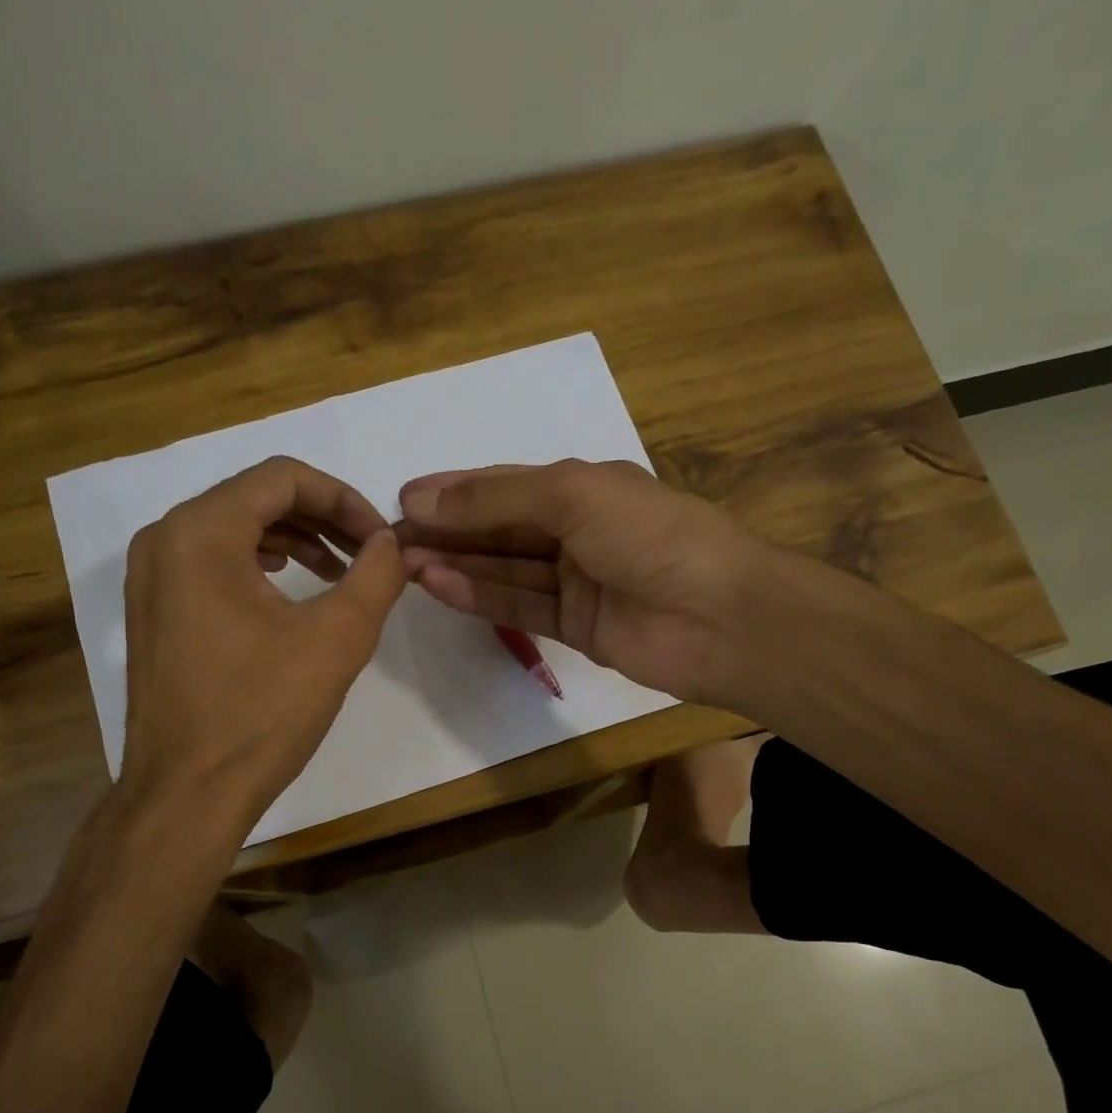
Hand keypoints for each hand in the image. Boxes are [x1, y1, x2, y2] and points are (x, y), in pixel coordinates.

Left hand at [118, 456, 405, 829]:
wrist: (187, 793)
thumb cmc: (260, 713)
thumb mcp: (336, 639)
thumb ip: (375, 576)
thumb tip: (392, 543)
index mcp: (200, 532)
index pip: (283, 478)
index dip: (344, 498)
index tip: (381, 539)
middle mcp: (164, 539)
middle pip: (256, 497)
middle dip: (322, 517)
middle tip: (368, 553)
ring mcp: (151, 576)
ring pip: (234, 527)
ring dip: (294, 539)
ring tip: (338, 571)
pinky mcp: (154, 610)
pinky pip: (212, 561)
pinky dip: (260, 563)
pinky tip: (289, 589)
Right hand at [396, 460, 783, 708]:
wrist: (721, 618)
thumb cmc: (651, 536)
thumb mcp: (571, 497)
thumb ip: (495, 501)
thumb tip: (418, 498)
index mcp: (584, 487)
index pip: (504, 486)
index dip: (454, 491)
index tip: (401, 500)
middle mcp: (577, 530)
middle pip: (499, 529)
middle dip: (447, 531)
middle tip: (391, 539)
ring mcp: (577, 581)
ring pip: (504, 569)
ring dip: (456, 564)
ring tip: (405, 563)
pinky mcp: (577, 627)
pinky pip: (520, 606)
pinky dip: (481, 596)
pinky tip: (439, 586)